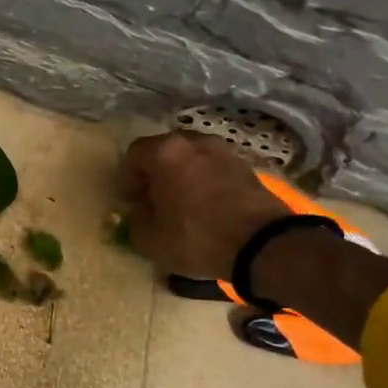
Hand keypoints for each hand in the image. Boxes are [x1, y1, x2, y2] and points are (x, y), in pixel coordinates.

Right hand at [118, 131, 289, 280]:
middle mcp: (195, 142)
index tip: (130, 201)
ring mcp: (225, 152)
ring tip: (182, 203)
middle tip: (153, 199)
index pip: (134, 154)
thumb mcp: (149, 239)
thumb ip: (135, 220)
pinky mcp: (247, 168)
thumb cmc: (195, 236)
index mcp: (165, 152)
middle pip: (165, 151)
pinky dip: (206, 182)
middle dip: (155, 173)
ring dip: (182, 176)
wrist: (261, 244)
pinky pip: (214, 170)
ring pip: (192, 159)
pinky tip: (206, 207)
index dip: (127, 178)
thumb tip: (141, 212)